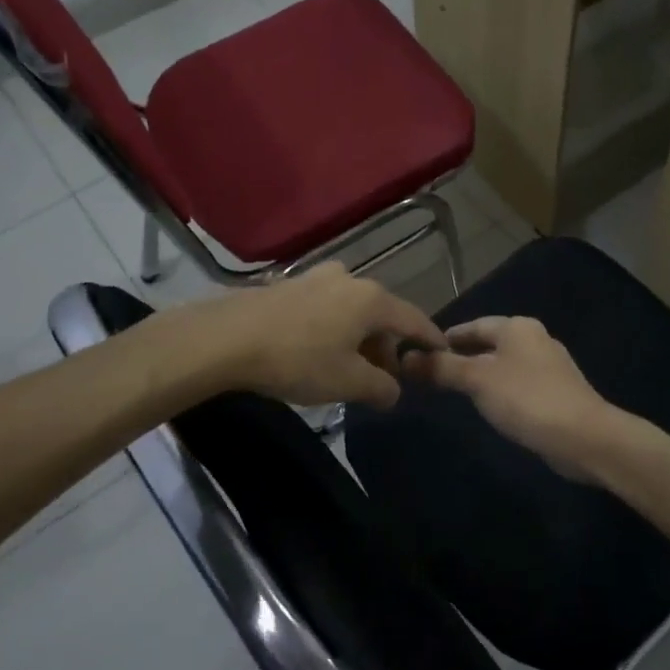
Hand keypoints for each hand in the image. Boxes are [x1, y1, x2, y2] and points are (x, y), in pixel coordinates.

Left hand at [204, 263, 443, 408]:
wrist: (226, 338)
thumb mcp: (347, 382)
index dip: (430, 339)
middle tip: (383, 376)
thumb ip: (381, 388)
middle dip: (387, 346)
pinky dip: (334, 327)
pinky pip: (327, 307)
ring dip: (358, 337)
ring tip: (348, 366)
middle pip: (382, 315)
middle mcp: (350, 279)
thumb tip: (394, 392)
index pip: (414, 320)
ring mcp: (317, 277)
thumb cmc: (297, 359)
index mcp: (372, 300)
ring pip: (353, 310)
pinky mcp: (290, 284)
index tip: (442, 352)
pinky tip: (318, 349)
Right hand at [401, 316, 620, 478]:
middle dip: (462, 357)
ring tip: (455, 392)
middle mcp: (535, 339)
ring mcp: (550, 367)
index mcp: (518, 327)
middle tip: (432, 374)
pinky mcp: (557, 393)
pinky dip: (499, 391)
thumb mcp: (477, 380)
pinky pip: (518, 385)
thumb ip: (441, 368)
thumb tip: (405, 358)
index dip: (446, 338)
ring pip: (504, 365)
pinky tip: (489, 408)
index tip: (421, 352)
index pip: (473, 325)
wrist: (584, 437)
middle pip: (489, 344)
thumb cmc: (527, 399)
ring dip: (481, 375)